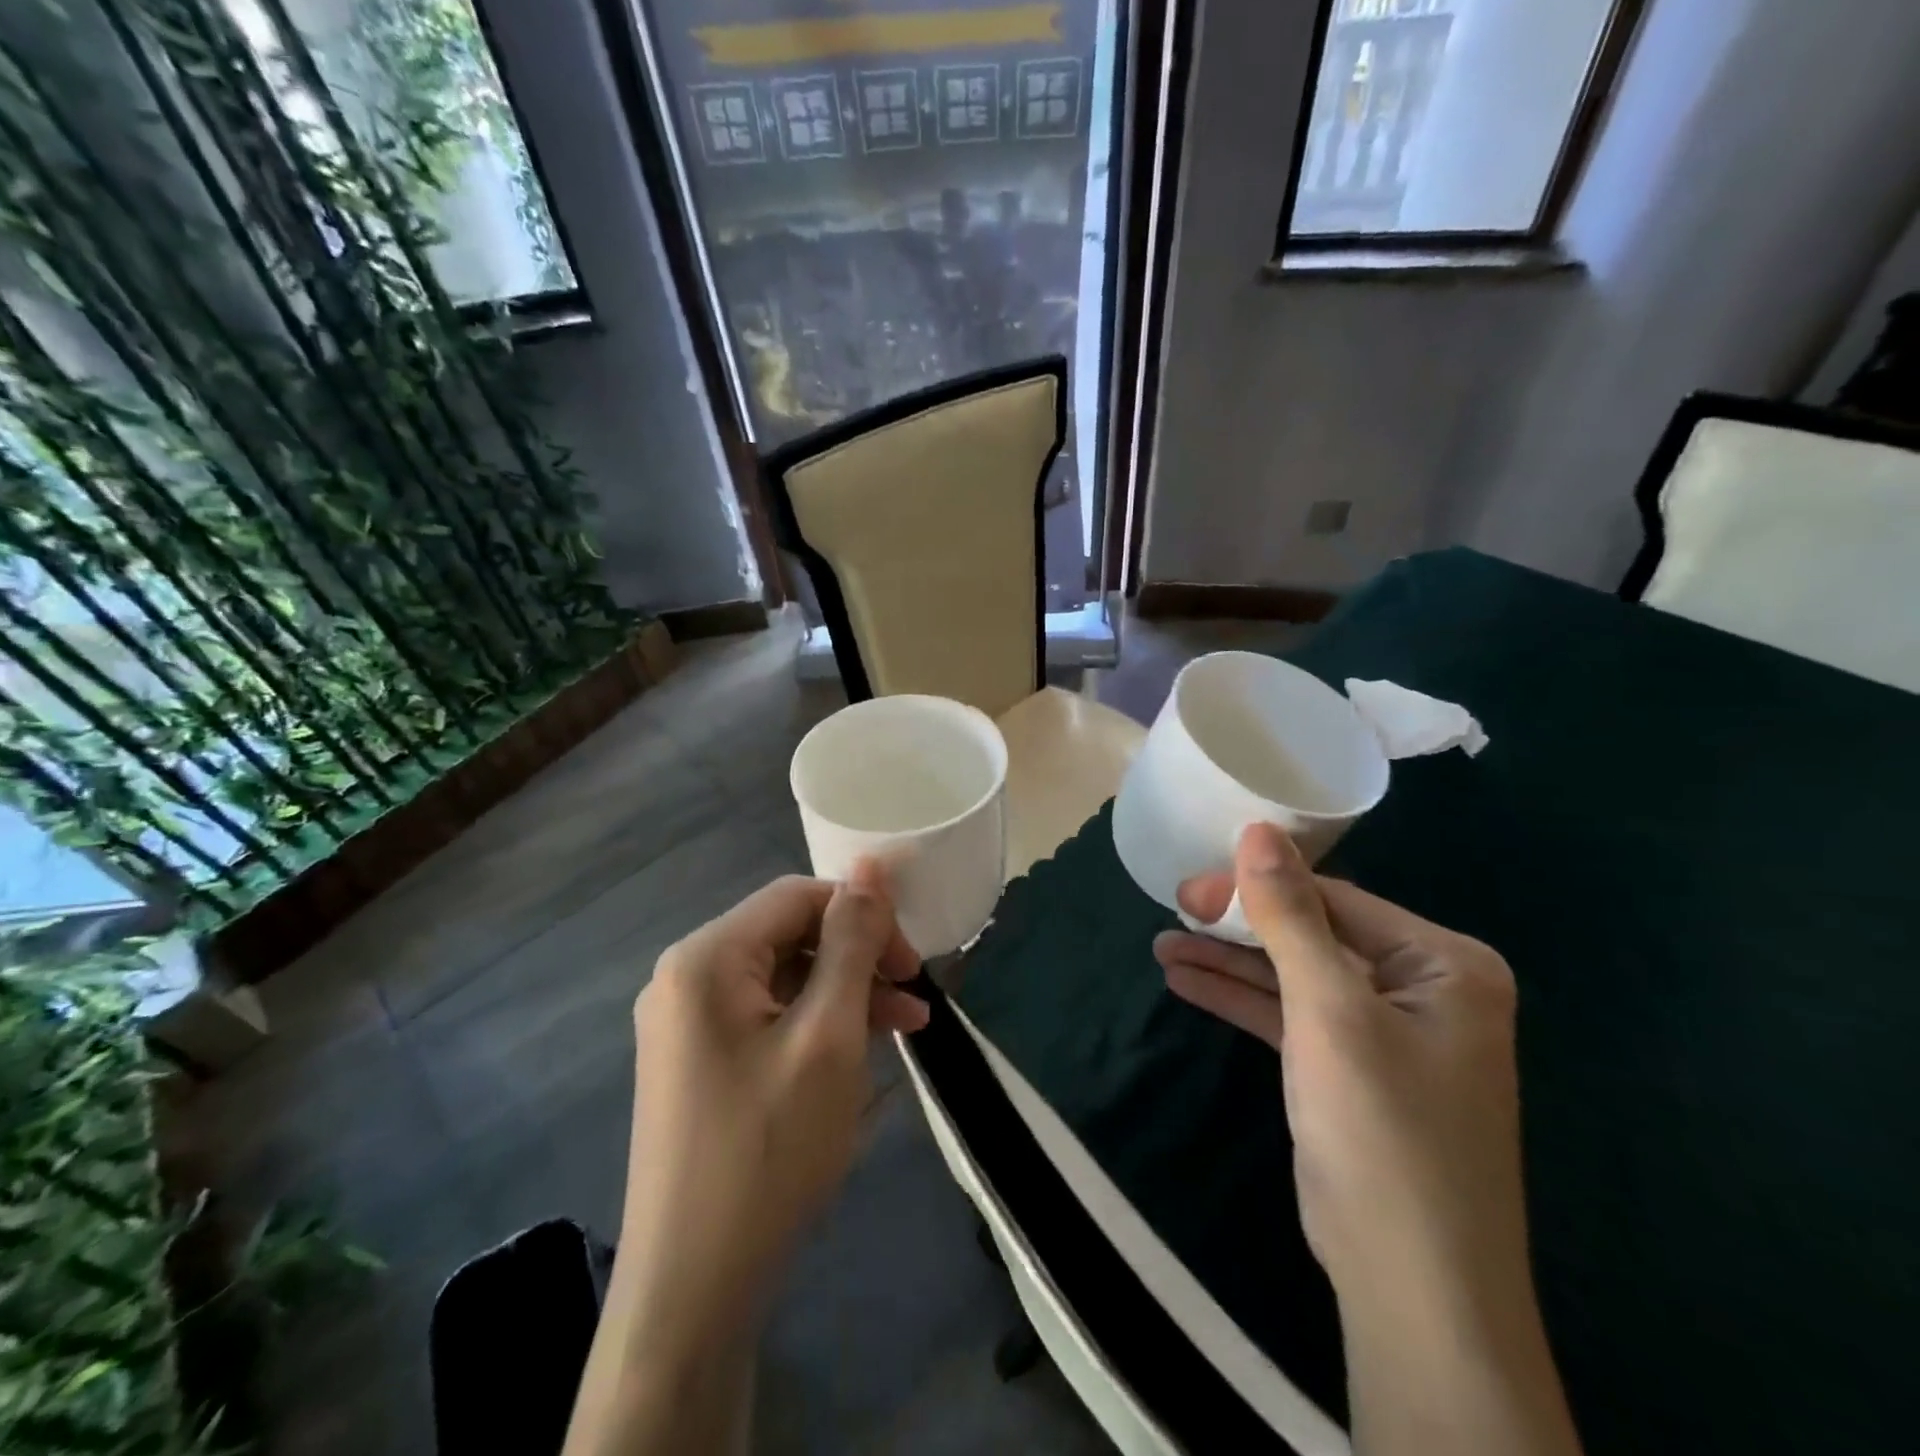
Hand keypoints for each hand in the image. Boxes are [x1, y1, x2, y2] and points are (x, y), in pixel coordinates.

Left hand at [620, 863, 927, 1348]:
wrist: (693, 1292)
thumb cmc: (768, 1151)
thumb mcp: (828, 1036)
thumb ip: (852, 942)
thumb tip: (872, 866)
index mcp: (706, 958)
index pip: (797, 896)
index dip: (863, 914)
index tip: (913, 961)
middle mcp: (686, 978)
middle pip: (789, 935)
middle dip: (858, 957)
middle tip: (915, 995)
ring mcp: (687, 1024)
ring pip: (784, 978)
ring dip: (846, 993)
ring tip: (908, 1025)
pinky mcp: (699, 1062)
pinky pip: (768, 1017)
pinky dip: (817, 1025)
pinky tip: (862, 1049)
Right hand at [1155, 826, 1578, 1455]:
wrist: (1411, 1286)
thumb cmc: (1382, 1129)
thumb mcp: (1329, 1010)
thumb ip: (1290, 916)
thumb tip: (1258, 829)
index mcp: (1444, 962)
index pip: (1334, 901)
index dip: (1257, 890)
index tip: (1188, 890)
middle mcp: (1423, 988)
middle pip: (1313, 935)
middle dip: (1240, 927)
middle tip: (1174, 911)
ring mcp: (1386, 1032)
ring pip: (1295, 976)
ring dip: (1230, 963)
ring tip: (1164, 946)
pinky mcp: (1351, 1070)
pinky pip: (1291, 1017)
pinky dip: (1241, 1000)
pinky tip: (1186, 982)